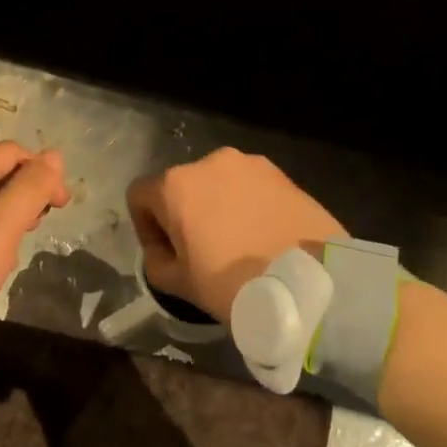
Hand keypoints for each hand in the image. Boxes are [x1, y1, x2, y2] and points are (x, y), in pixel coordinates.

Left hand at [0, 142, 69, 341]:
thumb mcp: (3, 225)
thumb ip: (31, 188)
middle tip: (41, 223)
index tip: (59, 203)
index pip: (11, 152)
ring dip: (15, 216)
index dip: (41, 169)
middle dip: (30, 192)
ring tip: (22, 243)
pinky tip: (0, 260)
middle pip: (1, 174)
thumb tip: (55, 156)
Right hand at [126, 148, 346, 322]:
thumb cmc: (231, 282)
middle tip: (200, 252)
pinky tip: (261, 237)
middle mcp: (210, 162)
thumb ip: (155, 262)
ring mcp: (251, 164)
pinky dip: (247, 206)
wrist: (306, 282)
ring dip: (217, 208)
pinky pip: (251, 188)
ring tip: (235, 244)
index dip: (145, 227)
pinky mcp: (283, 174)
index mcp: (176, 184)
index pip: (140, 196)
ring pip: (219, 185)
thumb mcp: (178, 284)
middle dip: (183, 215)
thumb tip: (163, 250)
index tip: (164, 254)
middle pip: (182, 186)